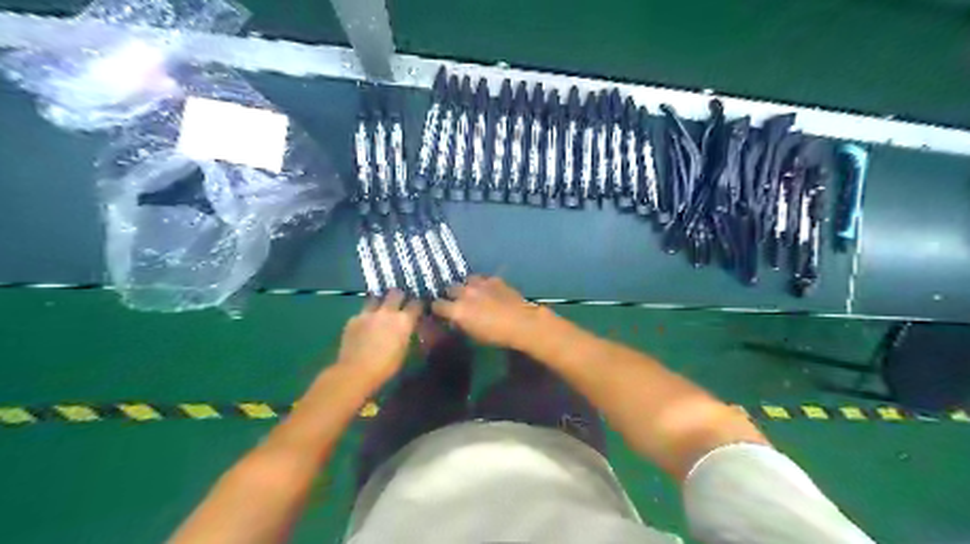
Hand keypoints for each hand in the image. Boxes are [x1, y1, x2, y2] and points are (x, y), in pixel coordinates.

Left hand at [339, 290, 420, 381]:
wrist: (355, 371)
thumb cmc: (385, 366)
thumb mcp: (403, 350)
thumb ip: (406, 333)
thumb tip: (406, 328)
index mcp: (404, 320)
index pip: (416, 303)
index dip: (417, 305)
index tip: (417, 309)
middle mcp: (387, 312)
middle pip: (396, 293)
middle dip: (399, 296)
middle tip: (399, 304)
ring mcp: (368, 313)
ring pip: (376, 297)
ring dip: (380, 302)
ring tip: (380, 311)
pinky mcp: (353, 318)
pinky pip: (362, 312)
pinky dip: (366, 316)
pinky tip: (365, 326)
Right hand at [437, 276, 548, 347]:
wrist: (521, 322)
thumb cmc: (496, 335)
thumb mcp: (473, 334)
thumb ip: (460, 323)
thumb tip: (454, 319)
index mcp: (457, 310)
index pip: (437, 305)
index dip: (438, 309)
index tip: (441, 312)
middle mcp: (464, 293)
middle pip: (449, 289)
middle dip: (451, 295)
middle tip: (457, 302)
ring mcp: (478, 284)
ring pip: (464, 280)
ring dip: (466, 287)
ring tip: (471, 293)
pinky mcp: (492, 279)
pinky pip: (480, 278)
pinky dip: (480, 284)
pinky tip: (486, 289)